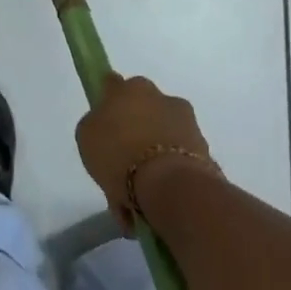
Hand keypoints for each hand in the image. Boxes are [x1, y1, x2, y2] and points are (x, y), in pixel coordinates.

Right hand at [75, 72, 217, 225]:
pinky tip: (151, 204)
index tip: (103, 125)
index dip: (107, 103)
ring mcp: (186, 121)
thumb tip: (107, 125)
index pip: (113, 86)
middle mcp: (160, 96)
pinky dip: (165, 177)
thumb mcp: (86, 136)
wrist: (169, 184)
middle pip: (141, 112)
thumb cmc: (118, 154)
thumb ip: (96, 123)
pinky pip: (175, 160)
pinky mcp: (203, 148)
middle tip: (119, 166)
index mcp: (131, 87)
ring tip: (135, 197)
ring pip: (160, 137)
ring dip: (150, 159)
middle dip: (133, 133)